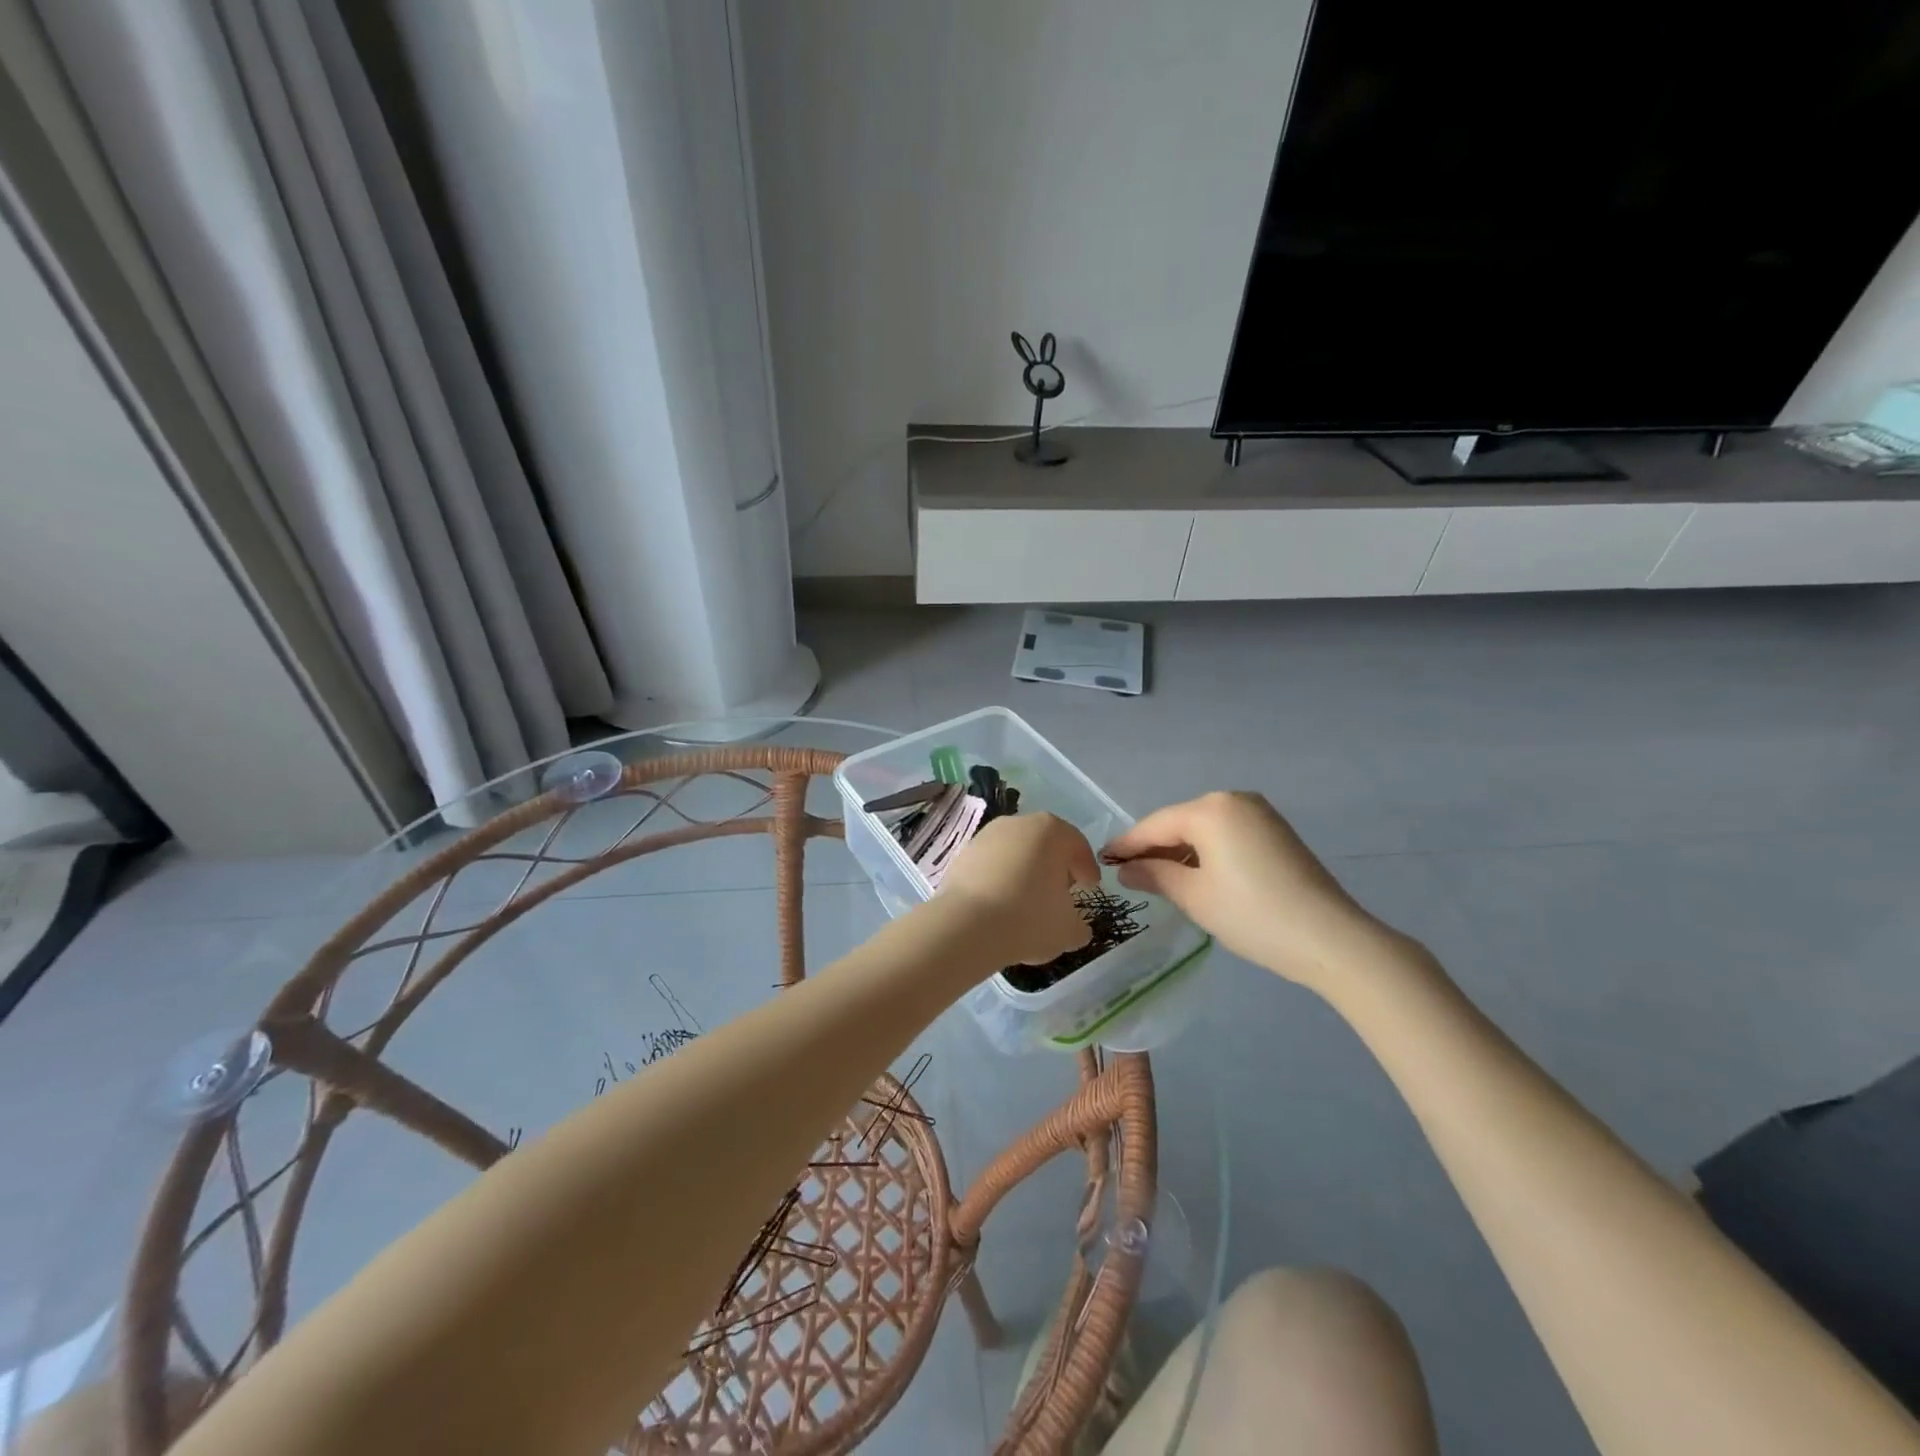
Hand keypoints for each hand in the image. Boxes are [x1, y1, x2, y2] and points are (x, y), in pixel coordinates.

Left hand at [938, 813, 1100, 966]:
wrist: (967, 925)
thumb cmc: (1029, 918)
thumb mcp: (1068, 930)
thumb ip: (1079, 926)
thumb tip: (1076, 927)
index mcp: (1052, 831)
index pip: (1077, 846)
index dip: (1087, 868)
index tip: (1089, 887)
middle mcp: (1019, 823)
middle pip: (1045, 844)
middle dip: (1055, 867)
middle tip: (1061, 892)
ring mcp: (987, 835)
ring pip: (1016, 852)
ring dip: (1025, 872)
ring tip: (1028, 901)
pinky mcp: (963, 853)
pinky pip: (992, 864)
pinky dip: (1000, 879)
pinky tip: (1001, 903)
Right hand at [1101, 792, 1409, 992]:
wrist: (1331, 939)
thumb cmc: (1252, 915)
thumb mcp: (1194, 897)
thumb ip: (1154, 875)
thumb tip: (1126, 868)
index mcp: (1211, 809)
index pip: (1156, 825)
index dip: (1127, 844)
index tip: (1101, 859)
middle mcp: (1234, 800)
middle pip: (1180, 823)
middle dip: (1154, 847)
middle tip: (1127, 872)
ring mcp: (1260, 814)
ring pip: (1204, 829)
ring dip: (1180, 851)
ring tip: (1157, 878)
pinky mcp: (1276, 832)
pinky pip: (1227, 835)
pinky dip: (1206, 852)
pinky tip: (1195, 875)